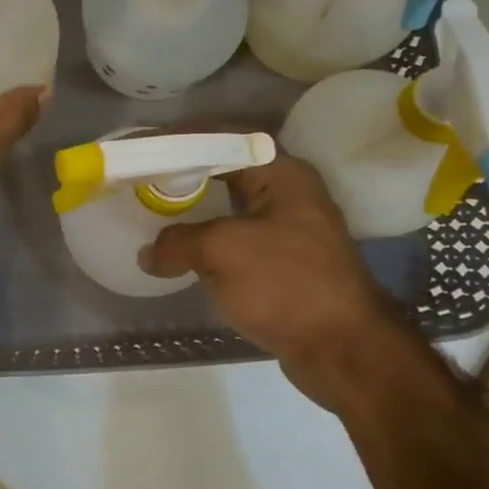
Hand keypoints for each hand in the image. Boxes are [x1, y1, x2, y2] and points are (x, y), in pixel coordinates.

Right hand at [139, 153, 398, 414]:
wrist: (344, 350)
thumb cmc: (286, 284)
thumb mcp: (222, 251)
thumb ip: (177, 242)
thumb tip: (149, 254)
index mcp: (282, 174)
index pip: (223, 138)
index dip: (181, 139)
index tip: (146, 146)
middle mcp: (289, 193)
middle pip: (226, 169)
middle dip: (183, 173)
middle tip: (144, 177)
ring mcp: (289, 230)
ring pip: (230, 207)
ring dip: (193, 209)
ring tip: (153, 209)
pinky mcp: (284, 264)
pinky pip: (235, 239)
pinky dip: (206, 240)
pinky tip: (179, 250)